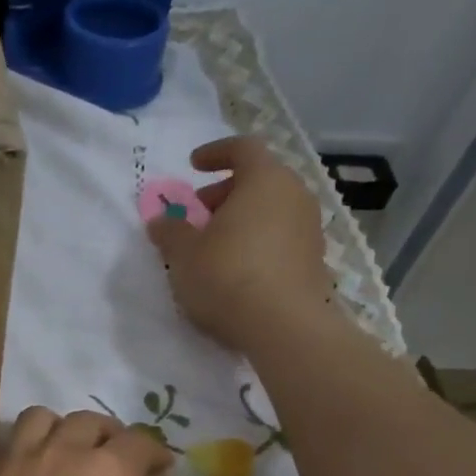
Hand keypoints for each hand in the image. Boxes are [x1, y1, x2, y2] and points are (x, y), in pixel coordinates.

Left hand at [0, 408, 183, 475]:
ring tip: (63, 461)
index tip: (159, 471)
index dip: (155, 453)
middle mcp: (58, 456)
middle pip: (86, 422)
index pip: (139, 441)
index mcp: (109, 475)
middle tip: (113, 464)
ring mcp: (10, 469)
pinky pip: (0, 458)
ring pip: (36, 422)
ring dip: (57, 433)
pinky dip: (19, 464)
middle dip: (108, 437)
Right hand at [147, 136, 331, 350]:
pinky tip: (238, 271)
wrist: (284, 327)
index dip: (215, 153)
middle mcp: (294, 195)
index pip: (243, 148)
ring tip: (215, 247)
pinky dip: (258, 243)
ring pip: (271, 210)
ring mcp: (309, 228)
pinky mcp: (314, 260)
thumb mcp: (184, 254)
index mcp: (264, 180)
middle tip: (198, 215)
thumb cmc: (228, 277)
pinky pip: (280, 238)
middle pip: (258, 180)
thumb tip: (161, 221)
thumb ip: (170, 232)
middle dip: (225, 193)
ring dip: (242, 220)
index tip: (193, 166)